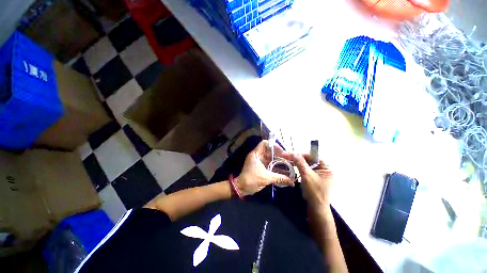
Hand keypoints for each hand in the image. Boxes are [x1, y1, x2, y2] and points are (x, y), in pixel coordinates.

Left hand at [235, 140, 294, 196]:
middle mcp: (258, 156)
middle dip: (280, 154)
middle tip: (289, 159)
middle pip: (270, 151)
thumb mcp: (266, 178)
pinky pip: (270, 163)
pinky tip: (283, 170)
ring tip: (289, 164)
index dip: (274, 146)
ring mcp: (259, 161)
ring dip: (279, 161)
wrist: (242, 188)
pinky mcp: (261, 166)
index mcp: (256, 154)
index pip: (264, 143)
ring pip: (271, 158)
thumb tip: (292, 181)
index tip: (282, 152)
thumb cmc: (251, 180)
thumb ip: (280, 178)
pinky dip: (276, 166)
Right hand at [292, 154, 332, 211]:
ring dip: (298, 163)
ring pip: (307, 164)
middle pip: (310, 160)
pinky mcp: (315, 178)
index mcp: (327, 167)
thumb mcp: (307, 175)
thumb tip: (294, 153)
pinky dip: (300, 168)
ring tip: (289, 161)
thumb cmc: (314, 191)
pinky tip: (293, 167)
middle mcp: (324, 169)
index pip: (314, 156)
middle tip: (289, 157)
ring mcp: (319, 174)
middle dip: (299, 159)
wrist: (316, 207)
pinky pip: (307, 169)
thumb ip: (300, 163)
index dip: (302, 154)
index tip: (292, 154)